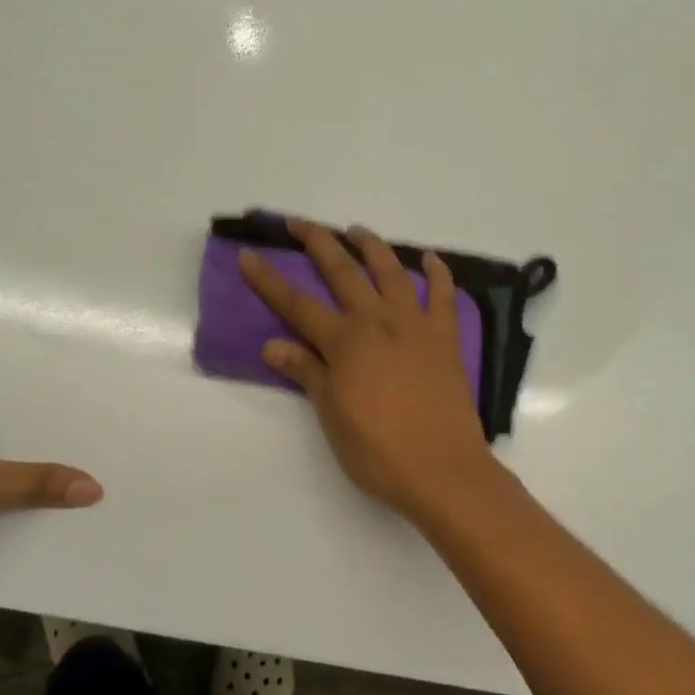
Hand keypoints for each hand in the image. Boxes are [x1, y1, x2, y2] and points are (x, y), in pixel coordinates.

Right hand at [239, 219, 500, 518]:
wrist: (442, 470)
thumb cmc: (378, 452)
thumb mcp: (332, 416)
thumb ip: (307, 373)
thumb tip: (272, 344)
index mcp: (345, 342)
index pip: (297, 304)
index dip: (268, 280)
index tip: (248, 255)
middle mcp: (378, 321)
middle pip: (343, 271)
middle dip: (318, 243)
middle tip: (299, 223)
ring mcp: (415, 326)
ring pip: (391, 272)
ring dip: (371, 246)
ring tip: (356, 230)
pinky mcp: (445, 339)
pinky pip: (444, 296)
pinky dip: (438, 273)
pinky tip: (430, 258)